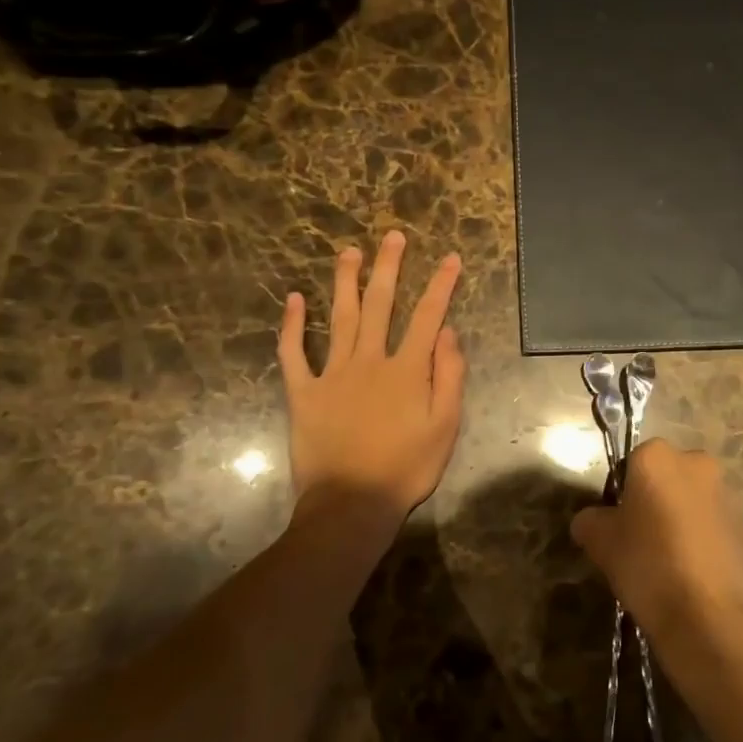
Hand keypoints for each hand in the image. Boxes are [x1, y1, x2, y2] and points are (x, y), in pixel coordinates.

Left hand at [278, 231, 464, 520]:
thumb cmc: (406, 468)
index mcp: (406, 369)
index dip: (441, 285)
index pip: (428, 316)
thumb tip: (449, 332)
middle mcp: (369, 360)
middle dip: (388, 267)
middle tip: (392, 237)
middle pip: (380, 304)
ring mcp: (333, 374)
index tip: (450, 258)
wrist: (351, 505)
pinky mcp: (304, 393)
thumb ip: (449, 376)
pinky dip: (292, 326)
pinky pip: (294, 354)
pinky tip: (293, 300)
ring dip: (345, 282)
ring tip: (349, 252)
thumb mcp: (445, 427)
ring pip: (340, 318)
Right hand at [570, 439, 742, 661]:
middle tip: (642, 537)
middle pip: (668, 476)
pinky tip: (693, 572)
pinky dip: (704, 539)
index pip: (633, 463)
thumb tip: (589, 521)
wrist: (706, 616)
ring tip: (669, 559)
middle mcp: (696, 463)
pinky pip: (715, 525)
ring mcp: (727, 494)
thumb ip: (590, 520)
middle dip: (657, 498)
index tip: (619, 522)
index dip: (623, 492)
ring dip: (683, 517)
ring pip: (694, 499)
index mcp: (657, 457)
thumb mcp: (600, 542)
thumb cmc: (647, 564)